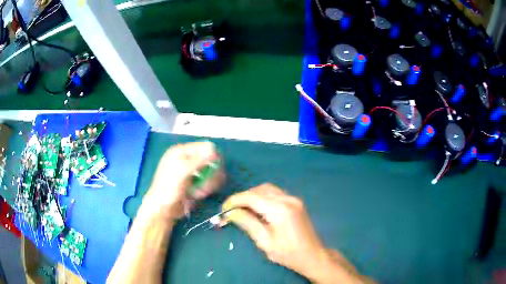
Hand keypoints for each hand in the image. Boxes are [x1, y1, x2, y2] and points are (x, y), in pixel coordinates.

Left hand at [139, 142, 224, 222]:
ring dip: (209, 183)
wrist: (163, 210)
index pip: (205, 147)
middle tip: (207, 185)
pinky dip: (206, 188)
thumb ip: (199, 160)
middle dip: (211, 173)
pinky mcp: (195, 183)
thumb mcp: (182, 172)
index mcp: (181, 152)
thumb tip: (215, 150)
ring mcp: (191, 172)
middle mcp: (187, 159)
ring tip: (201, 192)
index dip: (213, 157)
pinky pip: (208, 181)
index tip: (217, 169)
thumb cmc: (168, 190)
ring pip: (211, 172)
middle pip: (210, 160)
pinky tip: (199, 195)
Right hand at [222, 184, 369, 283]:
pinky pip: (275, 193)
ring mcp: (294, 199)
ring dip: (253, 196)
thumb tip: (230, 212)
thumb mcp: (264, 241)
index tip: (223, 208)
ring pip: (267, 189)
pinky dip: (263, 197)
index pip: (252, 197)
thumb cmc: (288, 253)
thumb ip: (247, 223)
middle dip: (243, 197)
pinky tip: (258, 208)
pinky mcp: (296, 202)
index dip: (235, 200)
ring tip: (243, 209)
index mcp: (280, 209)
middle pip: (259, 190)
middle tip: (232, 210)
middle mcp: (288, 199)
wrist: (312, 255)